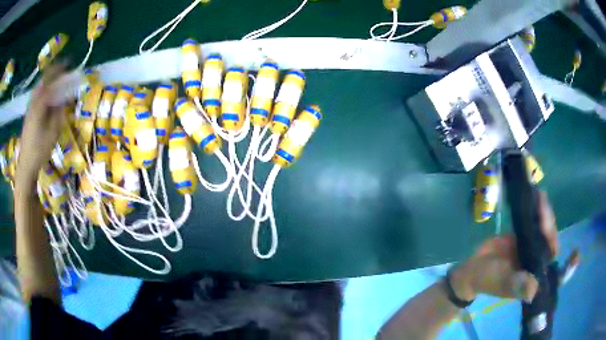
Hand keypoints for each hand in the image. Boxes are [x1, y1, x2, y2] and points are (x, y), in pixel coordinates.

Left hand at [15, 64, 67, 190]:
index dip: (59, 70)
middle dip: (53, 72)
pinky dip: (43, 91)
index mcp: (40, 104)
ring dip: (48, 81)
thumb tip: (64, 98)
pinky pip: (36, 96)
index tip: (68, 63)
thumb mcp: (53, 132)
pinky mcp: (28, 116)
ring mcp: (29, 109)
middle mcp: (33, 102)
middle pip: (43, 81)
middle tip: (62, 69)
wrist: (25, 166)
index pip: (50, 81)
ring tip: (56, 80)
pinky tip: (46, 95)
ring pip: (39, 88)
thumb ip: (59, 112)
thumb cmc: (40, 150)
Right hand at [450, 191, 558, 302]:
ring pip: (547, 230)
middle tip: (541, 210)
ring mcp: (533, 248)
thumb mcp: (499, 282)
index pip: (556, 276)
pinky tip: (537, 196)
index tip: (576, 254)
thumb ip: (515, 285)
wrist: (473, 268)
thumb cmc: (486, 280)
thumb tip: (534, 289)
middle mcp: (538, 264)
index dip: (568, 268)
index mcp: (535, 278)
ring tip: (539, 198)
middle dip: (550, 228)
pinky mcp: (526, 236)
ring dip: (546, 215)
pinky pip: (536, 222)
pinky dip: (539, 209)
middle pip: (553, 244)